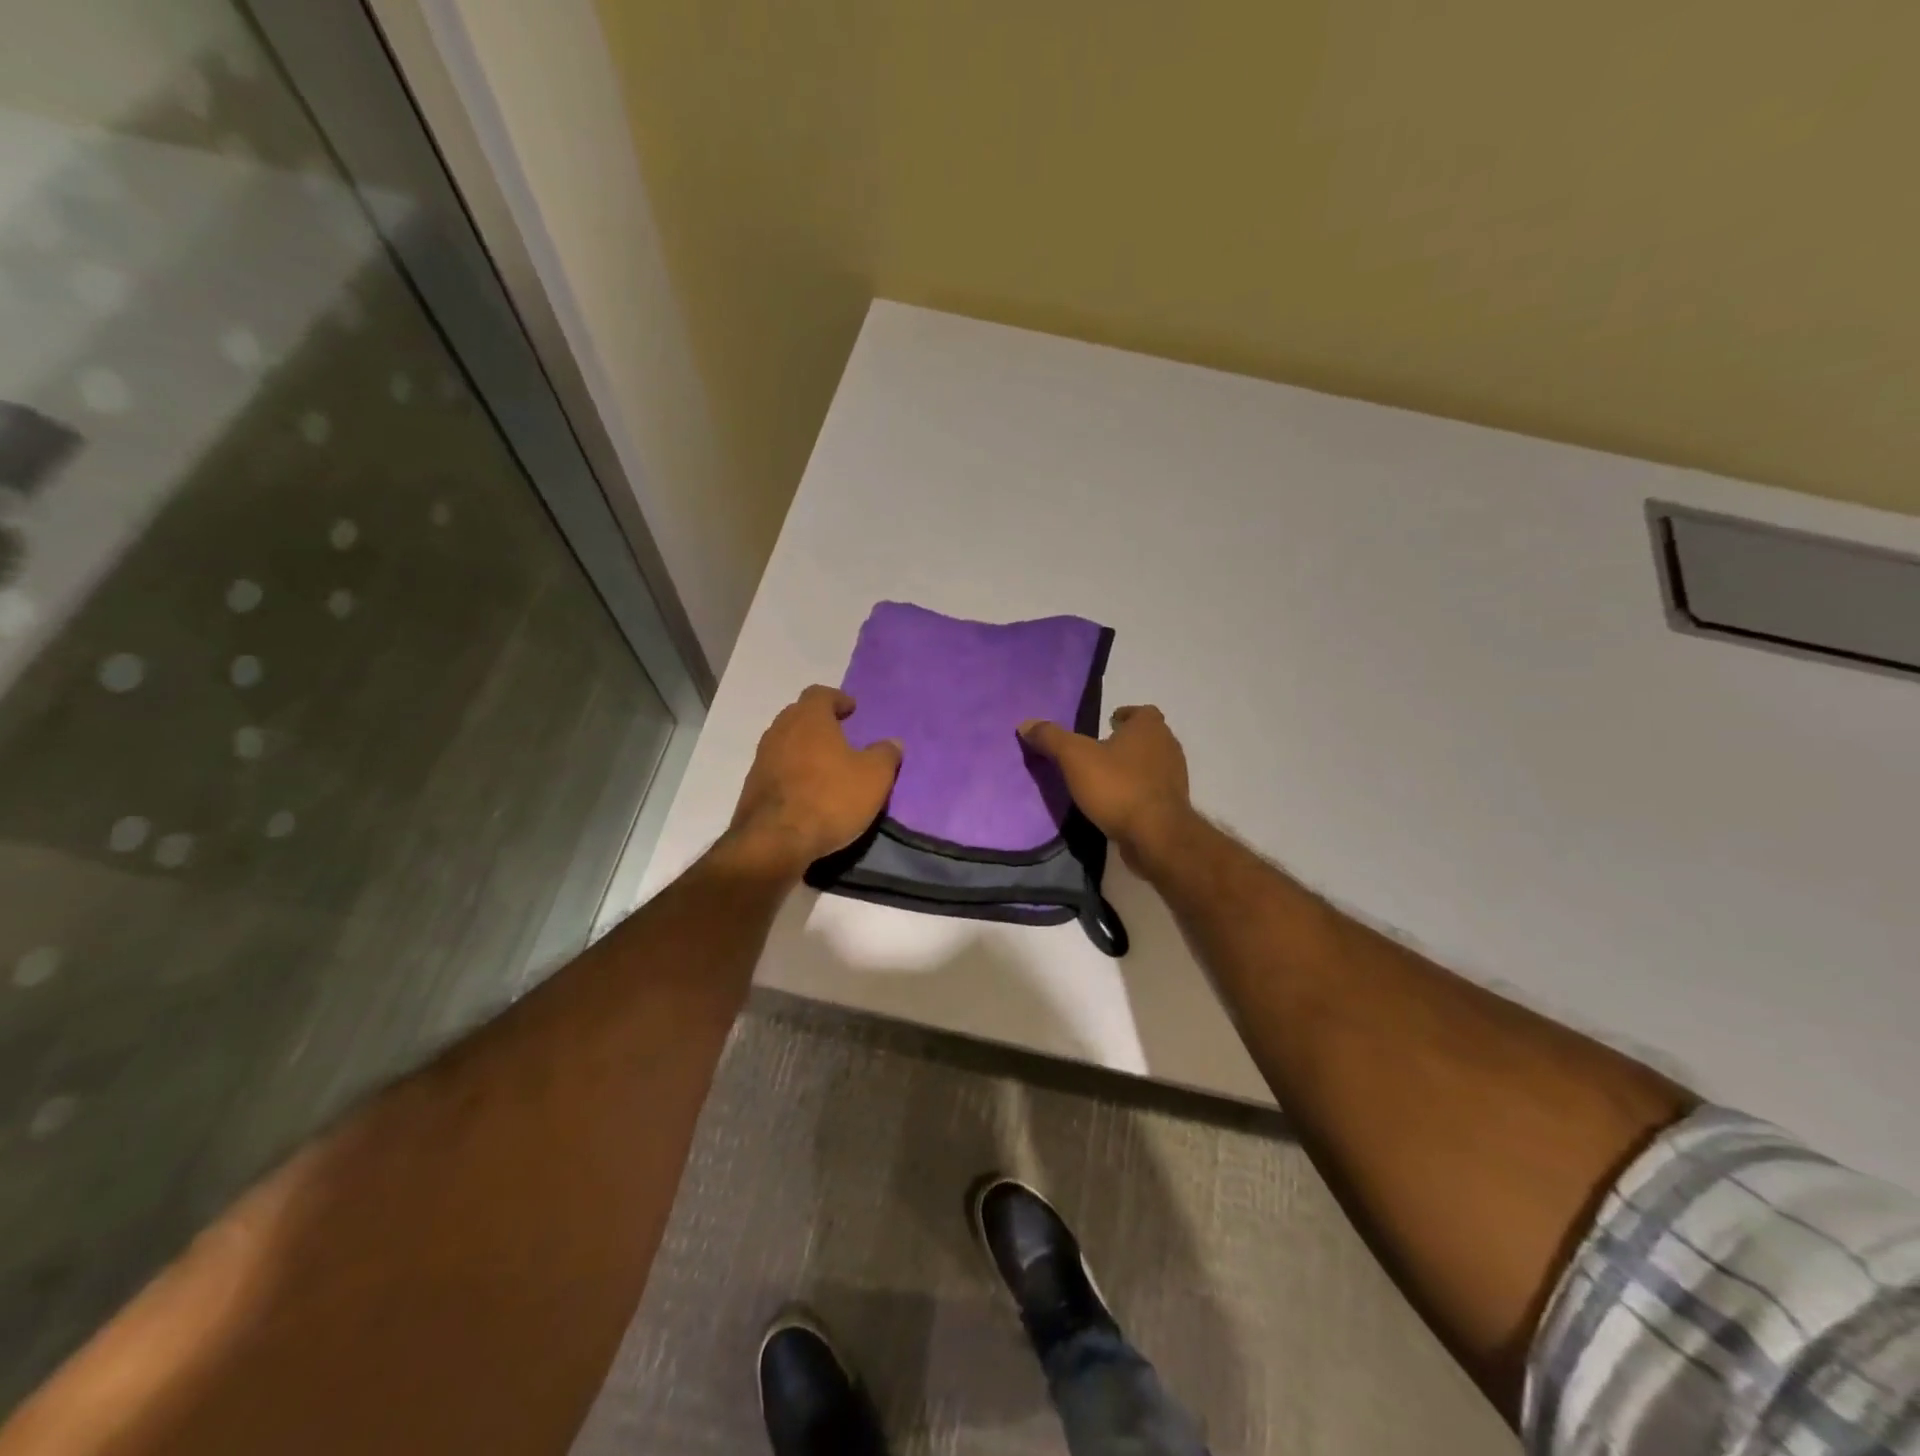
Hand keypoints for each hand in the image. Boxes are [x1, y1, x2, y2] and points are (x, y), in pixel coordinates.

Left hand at [721, 686, 901, 880]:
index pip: (820, 694)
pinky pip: (777, 768)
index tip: (851, 710)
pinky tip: (808, 790)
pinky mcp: (752, 786)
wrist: (775, 841)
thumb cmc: (830, 798)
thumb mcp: (874, 777)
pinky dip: (793, 771)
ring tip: (826, 765)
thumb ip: (885, 755)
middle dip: (819, 722)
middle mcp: (780, 730)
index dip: (837, 699)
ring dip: (804, 748)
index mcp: (809, 718)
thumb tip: (892, 743)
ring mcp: (762, 758)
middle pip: (799, 715)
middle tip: (840, 735)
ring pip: (786, 742)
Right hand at [1019, 706, 1194, 872]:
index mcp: (1149, 729)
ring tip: (1105, 777)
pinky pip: (1153, 791)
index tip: (1108, 723)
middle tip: (1101, 750)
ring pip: (1153, 764)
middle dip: (1128, 741)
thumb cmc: (1117, 787)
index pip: (1142, 712)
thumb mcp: (1075, 758)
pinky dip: (1138, 791)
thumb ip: (1051, 738)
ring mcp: (1174, 778)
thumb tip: (1026, 723)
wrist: (1156, 836)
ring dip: (1133, 767)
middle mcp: (1168, 747)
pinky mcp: (1173, 806)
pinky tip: (1118, 803)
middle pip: (1149, 737)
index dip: (1126, 715)